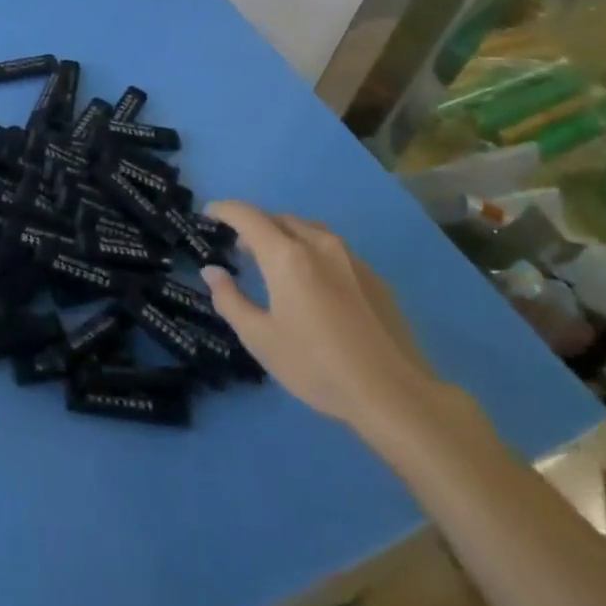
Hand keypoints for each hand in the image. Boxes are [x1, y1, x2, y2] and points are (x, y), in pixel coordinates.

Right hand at [202, 201, 439, 434]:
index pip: (247, 216)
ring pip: (309, 230)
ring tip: (277, 261)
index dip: (224, 209)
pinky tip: (315, 284)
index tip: (210, 213)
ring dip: (286, 235)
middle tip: (241, 248)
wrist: (395, 395)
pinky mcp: (374, 277)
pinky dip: (312, 252)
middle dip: (255, 225)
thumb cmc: (317, 367)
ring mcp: (351, 258)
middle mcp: (318, 245)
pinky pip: (333, 249)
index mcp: (286, 255)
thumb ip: (230, 299)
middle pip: (279, 218)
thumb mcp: (260, 339)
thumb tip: (212, 271)